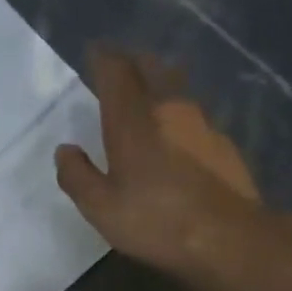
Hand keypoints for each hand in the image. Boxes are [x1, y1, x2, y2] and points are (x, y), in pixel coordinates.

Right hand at [55, 48, 262, 277]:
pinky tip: (174, 134)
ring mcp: (202, 122)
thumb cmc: (154, 220)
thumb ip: (77, 176)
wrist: (226, 238)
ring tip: (146, 95)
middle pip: (151, 68)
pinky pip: (194, 114)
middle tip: (119, 67)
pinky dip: (178, 113)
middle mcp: (169, 108)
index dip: (103, 59)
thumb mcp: (100, 207)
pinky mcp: (222, 142)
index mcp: (133, 119)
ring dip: (159, 82)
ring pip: (177, 87)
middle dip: (132, 62)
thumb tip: (65, 151)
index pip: (116, 72)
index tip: (94, 52)